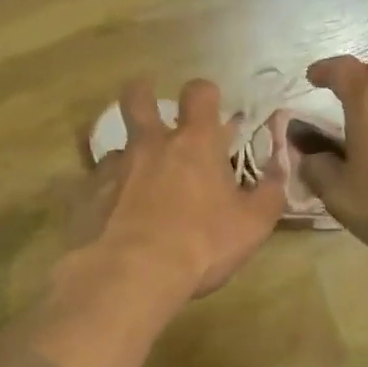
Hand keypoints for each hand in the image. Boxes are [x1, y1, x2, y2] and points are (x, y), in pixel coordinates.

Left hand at [67, 78, 286, 297]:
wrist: (132, 274)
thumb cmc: (201, 245)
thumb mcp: (253, 225)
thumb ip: (269, 192)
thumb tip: (281, 167)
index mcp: (194, 144)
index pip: (199, 93)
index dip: (204, 94)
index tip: (207, 109)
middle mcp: (149, 145)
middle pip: (137, 96)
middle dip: (143, 95)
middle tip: (150, 112)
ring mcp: (113, 167)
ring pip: (116, 147)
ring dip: (128, 160)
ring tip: (135, 188)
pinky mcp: (86, 194)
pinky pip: (95, 184)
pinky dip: (105, 195)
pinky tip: (111, 219)